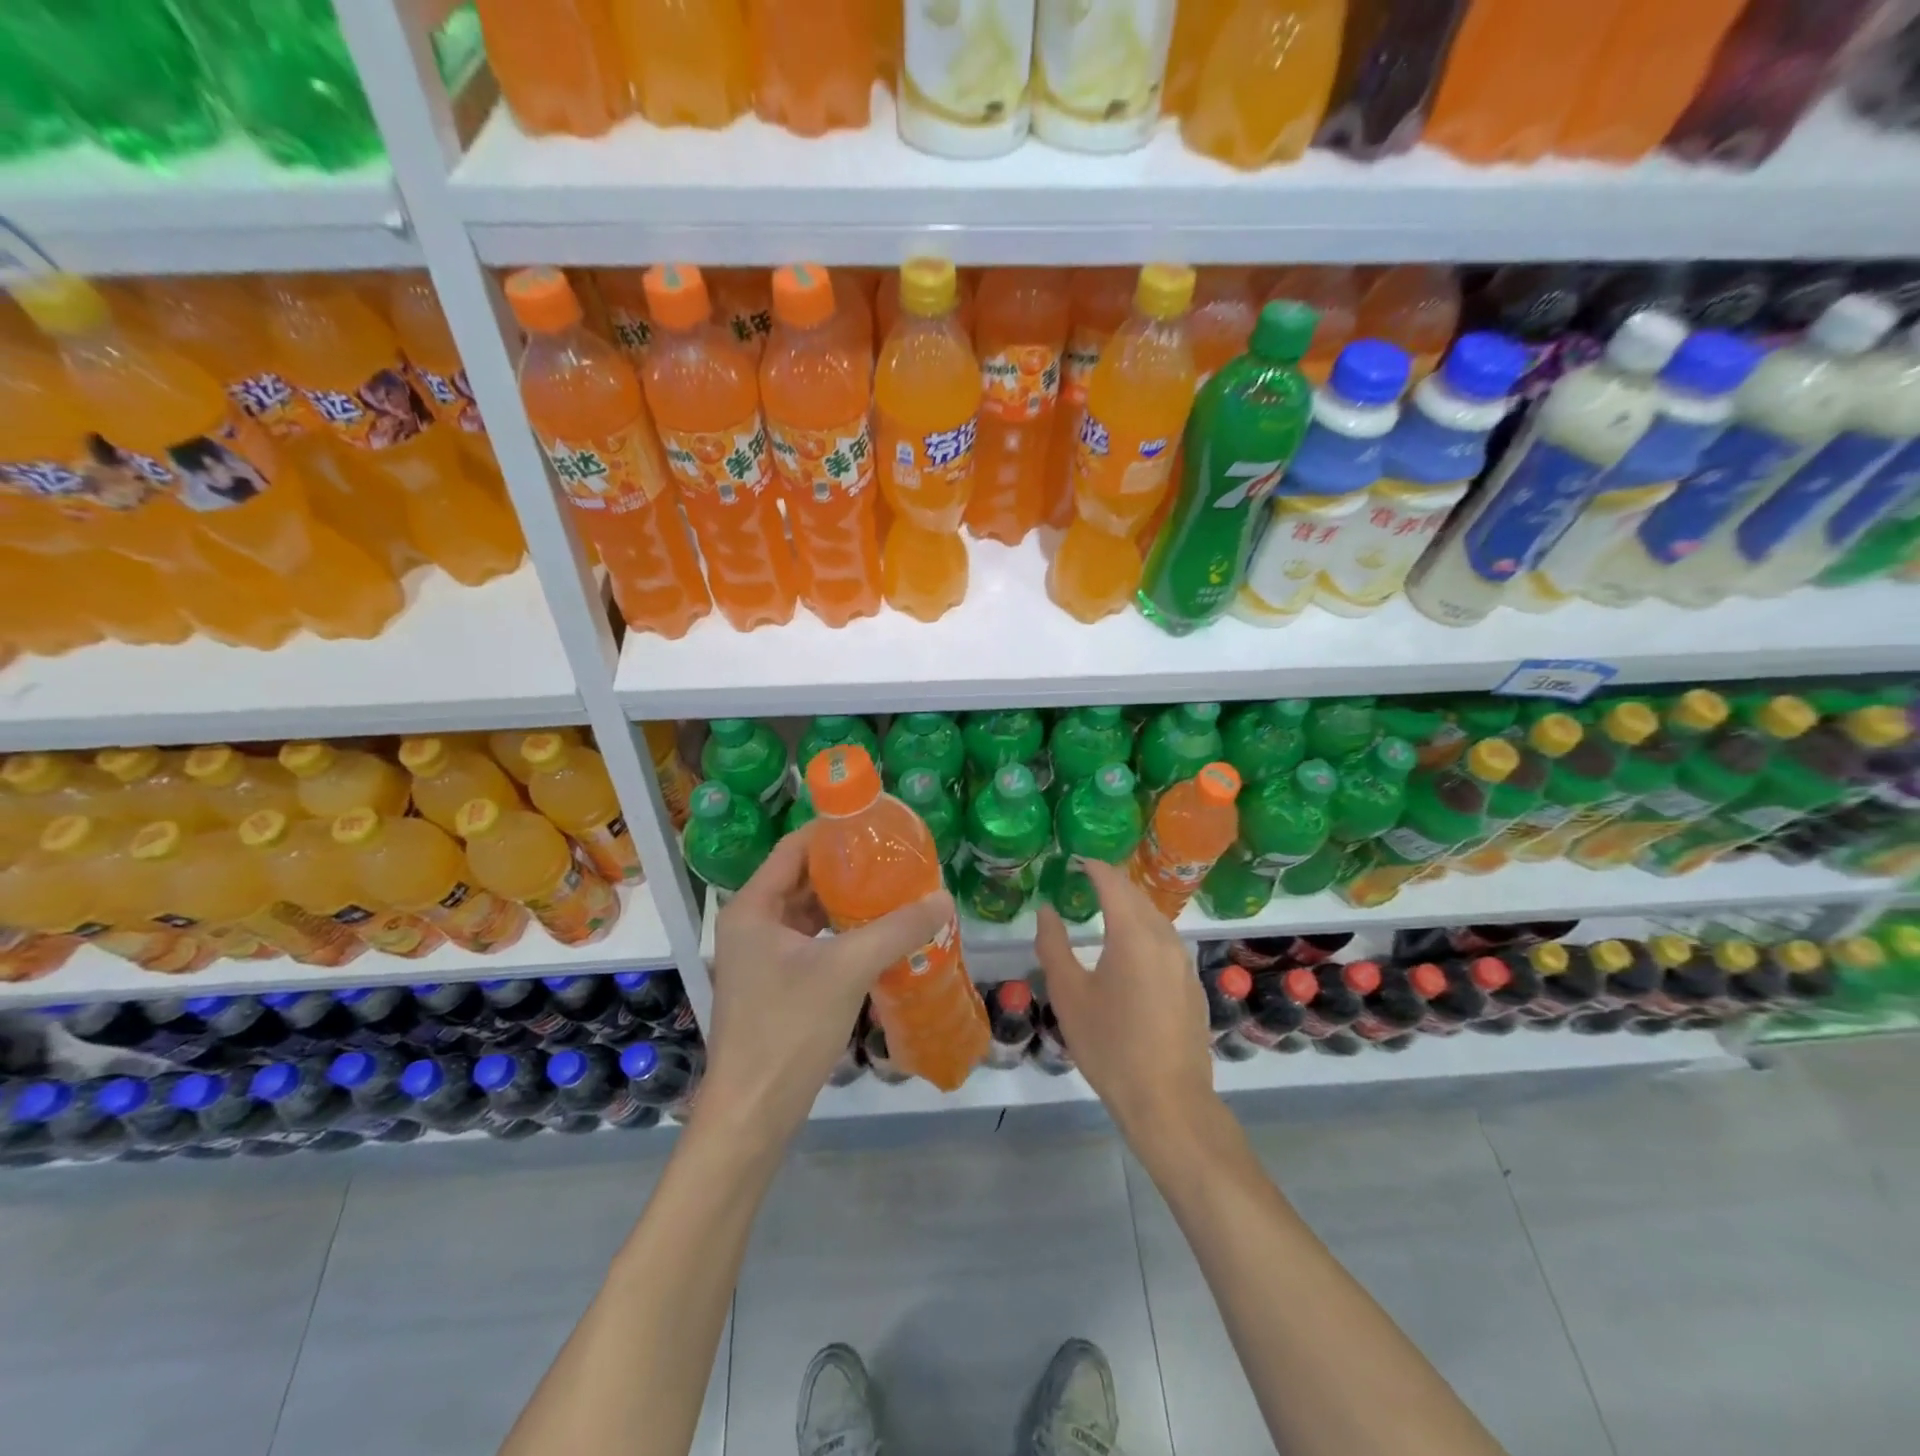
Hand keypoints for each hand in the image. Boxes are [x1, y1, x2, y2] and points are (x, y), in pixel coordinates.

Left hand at [703, 825, 952, 1144]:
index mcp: (753, 907)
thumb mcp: (848, 969)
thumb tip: (943, 897)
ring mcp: (762, 955)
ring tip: (895, 890)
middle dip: (849, 868)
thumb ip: (897, 929)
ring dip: (849, 902)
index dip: (834, 833)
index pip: (795, 848)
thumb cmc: (789, 1029)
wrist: (754, 1113)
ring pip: (810, 911)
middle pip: (803, 878)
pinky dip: (843, 932)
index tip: (878, 826)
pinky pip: (813, 941)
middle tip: (896, 860)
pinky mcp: (776, 982)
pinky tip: (879, 934)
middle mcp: (752, 923)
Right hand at [1035, 859, 1216, 1142]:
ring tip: (1105, 908)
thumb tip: (1047, 911)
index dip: (1094, 867)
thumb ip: (1054, 946)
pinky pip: (1166, 941)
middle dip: (1112, 883)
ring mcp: (1184, 962)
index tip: (1075, 860)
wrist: (1167, 1100)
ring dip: (1130, 906)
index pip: (1113, 883)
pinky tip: (1130, 949)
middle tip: (1086, 879)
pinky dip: (1145, 930)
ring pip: (1155, 918)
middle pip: (1137, 896)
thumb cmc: (1110, 1045)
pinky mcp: (1192, 984)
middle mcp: (1164, 939)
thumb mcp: (1069, 995)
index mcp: (1133, 934)